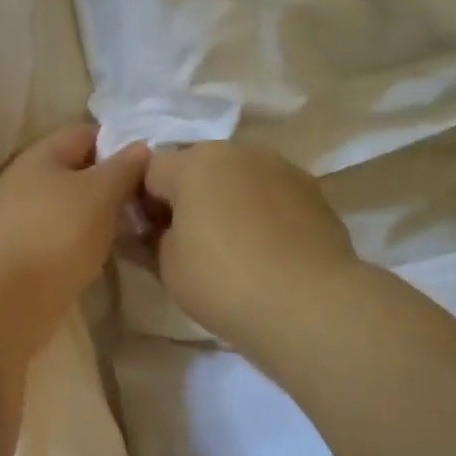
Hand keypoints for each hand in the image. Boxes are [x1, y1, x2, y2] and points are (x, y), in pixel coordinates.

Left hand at [0, 124, 150, 357]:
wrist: (4, 301)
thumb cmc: (55, 233)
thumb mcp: (99, 192)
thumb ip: (123, 168)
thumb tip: (140, 147)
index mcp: (40, 156)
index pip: (85, 134)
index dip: (119, 142)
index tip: (152, 163)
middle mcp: (27, 183)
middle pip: (77, 173)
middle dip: (113, 184)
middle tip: (151, 200)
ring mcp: (22, 222)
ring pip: (71, 209)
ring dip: (100, 217)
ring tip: (137, 229)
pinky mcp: (25, 256)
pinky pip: (63, 239)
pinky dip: (85, 244)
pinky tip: (107, 255)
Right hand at [144, 141, 358, 357]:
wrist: (309, 304)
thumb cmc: (223, 281)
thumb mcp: (166, 265)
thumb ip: (155, 236)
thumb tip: (163, 229)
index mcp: (195, 162)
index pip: (149, 172)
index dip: (143, 204)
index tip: (149, 239)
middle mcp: (239, 151)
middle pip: (197, 168)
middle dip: (187, 197)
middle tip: (188, 243)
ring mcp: (281, 167)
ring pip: (238, 178)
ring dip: (226, 202)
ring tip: (232, 248)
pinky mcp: (313, 191)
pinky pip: (270, 195)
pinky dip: (261, 213)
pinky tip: (265, 251)